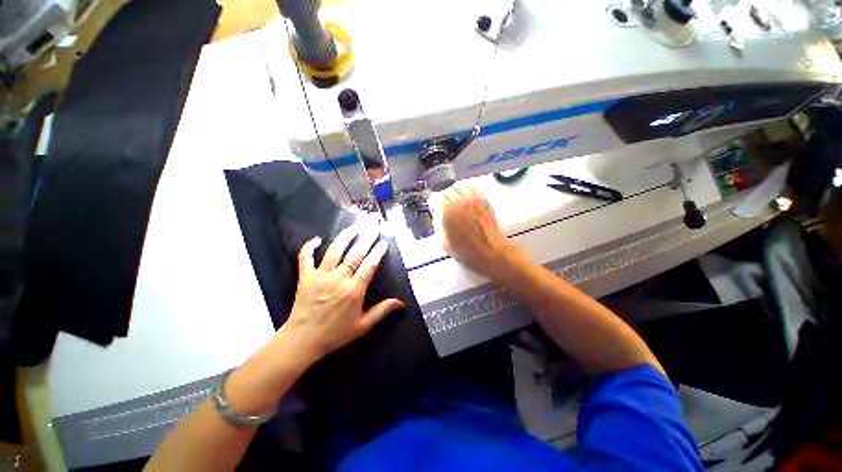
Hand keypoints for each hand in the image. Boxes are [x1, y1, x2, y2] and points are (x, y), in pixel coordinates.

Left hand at [282, 225, 403, 362]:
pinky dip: (309, 247)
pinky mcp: (306, 277)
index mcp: (354, 290)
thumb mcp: (362, 326)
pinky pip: (305, 258)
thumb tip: (400, 302)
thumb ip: (381, 312)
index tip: (384, 242)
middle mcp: (339, 279)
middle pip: (355, 253)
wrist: (303, 340)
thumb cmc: (335, 334)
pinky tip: (316, 239)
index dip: (378, 252)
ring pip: (334, 250)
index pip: (369, 265)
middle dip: (366, 238)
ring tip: (355, 227)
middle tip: (374, 227)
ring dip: (345, 236)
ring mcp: (321, 276)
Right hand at [441, 185, 517, 278]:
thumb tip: (437, 215)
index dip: (433, 204)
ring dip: (454, 192)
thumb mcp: (443, 242)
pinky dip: (466, 191)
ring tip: (454, 202)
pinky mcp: (484, 200)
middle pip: (446, 189)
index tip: (434, 209)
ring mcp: (473, 199)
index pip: (435, 197)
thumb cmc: (467, 253)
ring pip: (459, 185)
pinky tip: (465, 200)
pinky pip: (472, 188)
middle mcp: (460, 202)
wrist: (492, 254)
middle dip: (443, 198)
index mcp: (447, 212)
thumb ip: (437, 224)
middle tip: (443, 207)